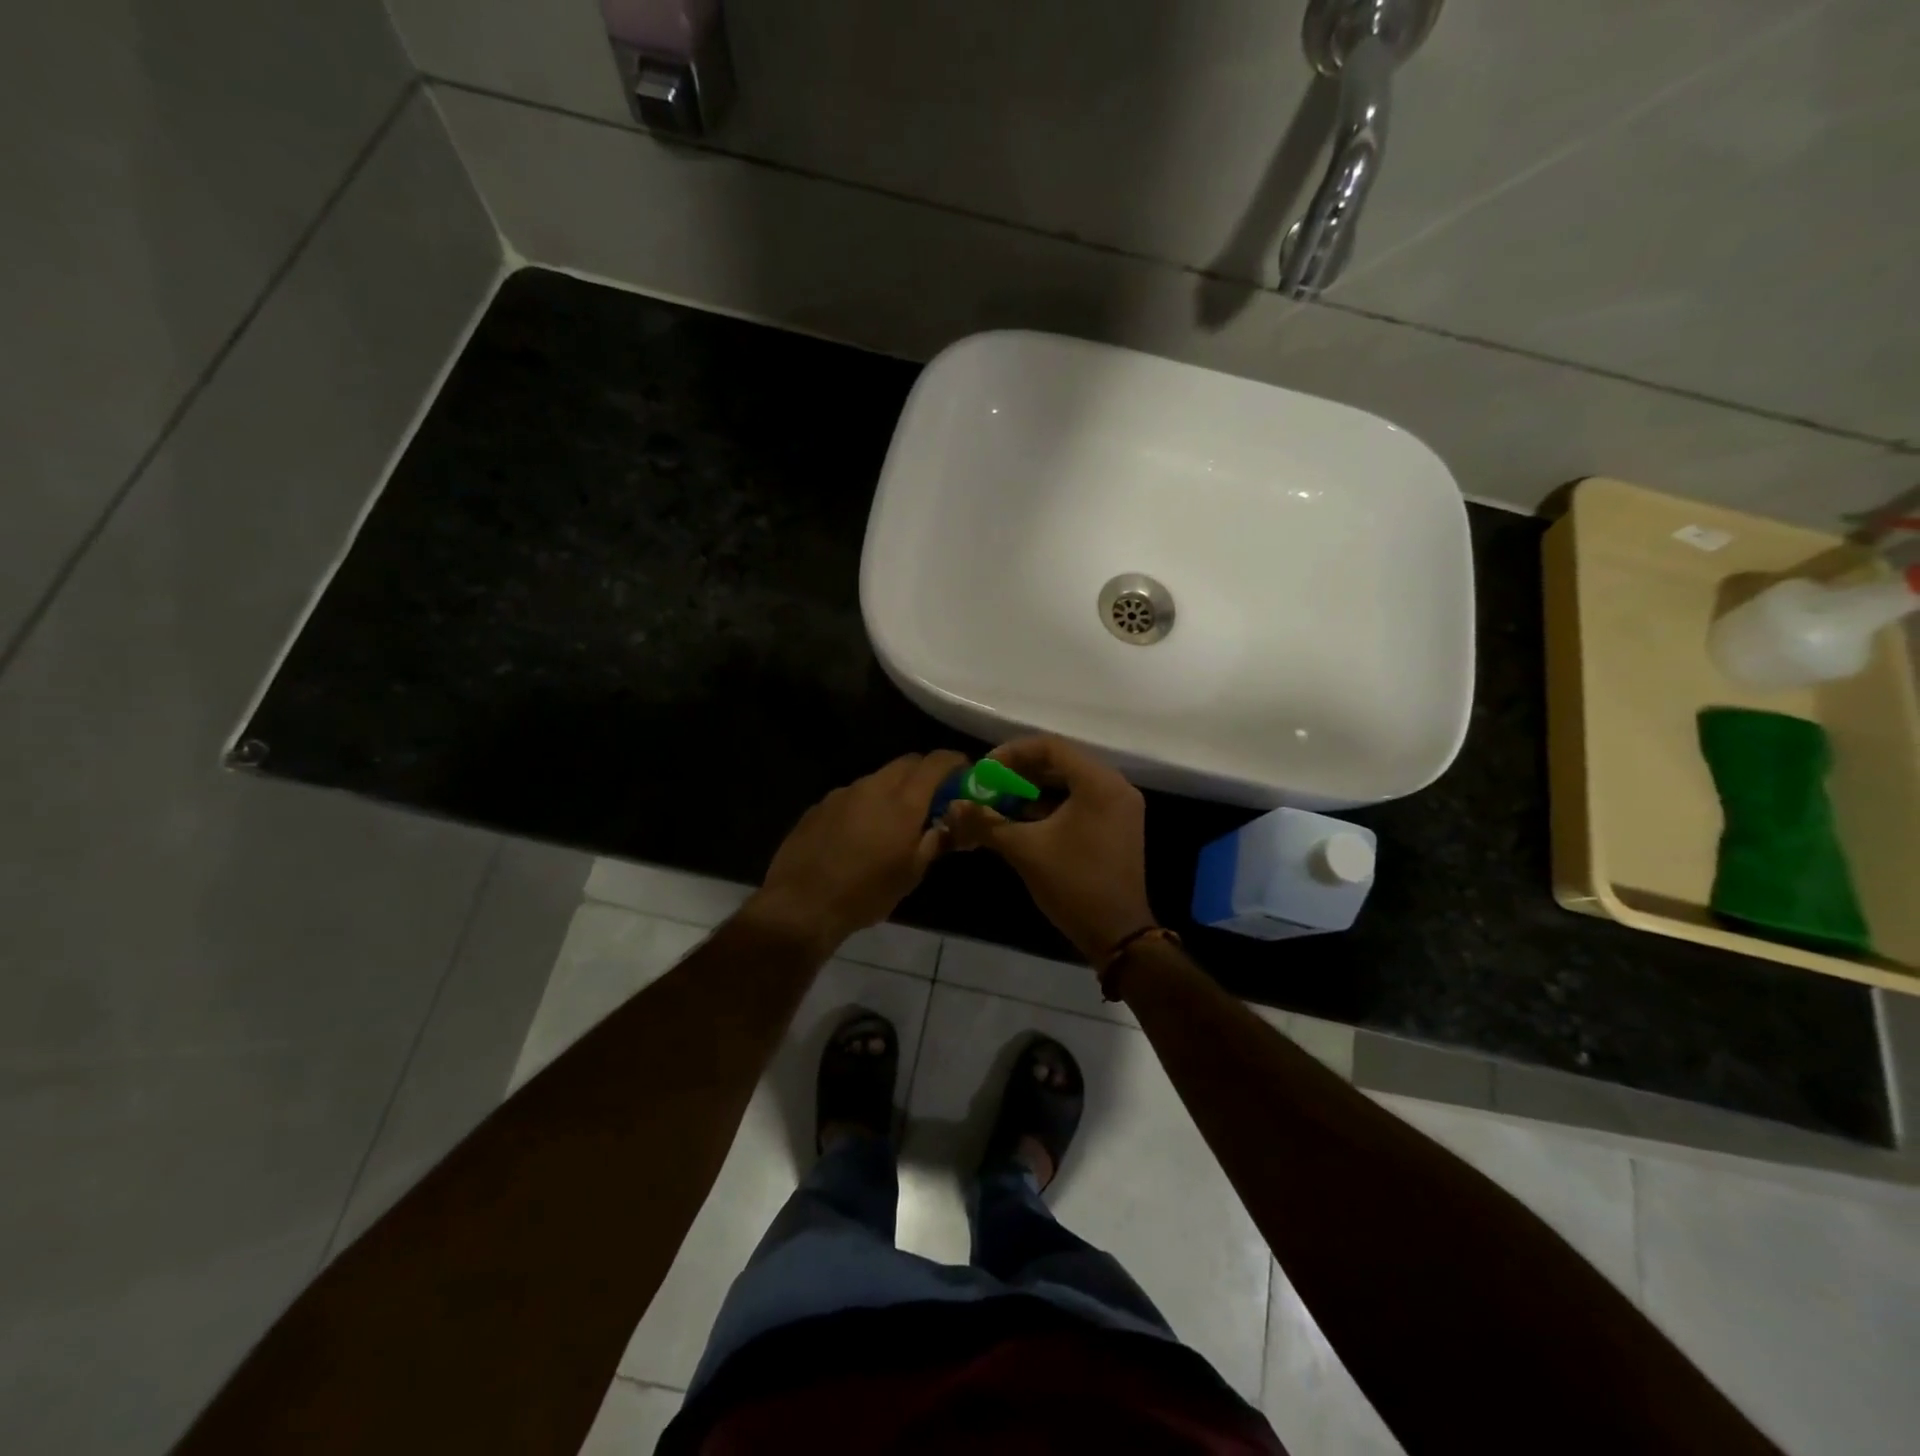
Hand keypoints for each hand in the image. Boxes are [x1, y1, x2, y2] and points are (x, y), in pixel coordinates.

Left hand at [744, 750, 968, 954]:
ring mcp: (842, 793)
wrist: (801, 904)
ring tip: (895, 820)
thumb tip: (948, 826)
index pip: (936, 762)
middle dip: (924, 773)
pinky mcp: (819, 806)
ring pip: (878, 778)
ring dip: (894, 789)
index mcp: (903, 802)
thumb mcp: (911, 874)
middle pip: (906, 763)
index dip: (954, 762)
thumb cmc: (866, 893)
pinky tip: (860, 833)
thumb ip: (934, 842)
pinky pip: (852, 795)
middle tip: (934, 798)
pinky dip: (866, 804)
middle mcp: (873, 787)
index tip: (964, 773)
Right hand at [945, 736, 1156, 961]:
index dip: (1012, 753)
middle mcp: (1115, 786)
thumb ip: (987, 822)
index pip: (1051, 746)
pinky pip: (1081, 801)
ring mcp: (1120, 807)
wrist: (1117, 934)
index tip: (984, 771)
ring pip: (1070, 783)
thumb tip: (952, 807)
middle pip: (1061, 762)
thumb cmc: (1073, 884)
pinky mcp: (1118, 826)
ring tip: (1001, 802)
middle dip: (1020, 772)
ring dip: (1034, 789)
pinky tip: (1023, 819)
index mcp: (1098, 783)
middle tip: (989, 785)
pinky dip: (1052, 805)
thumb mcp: (1024, 849)